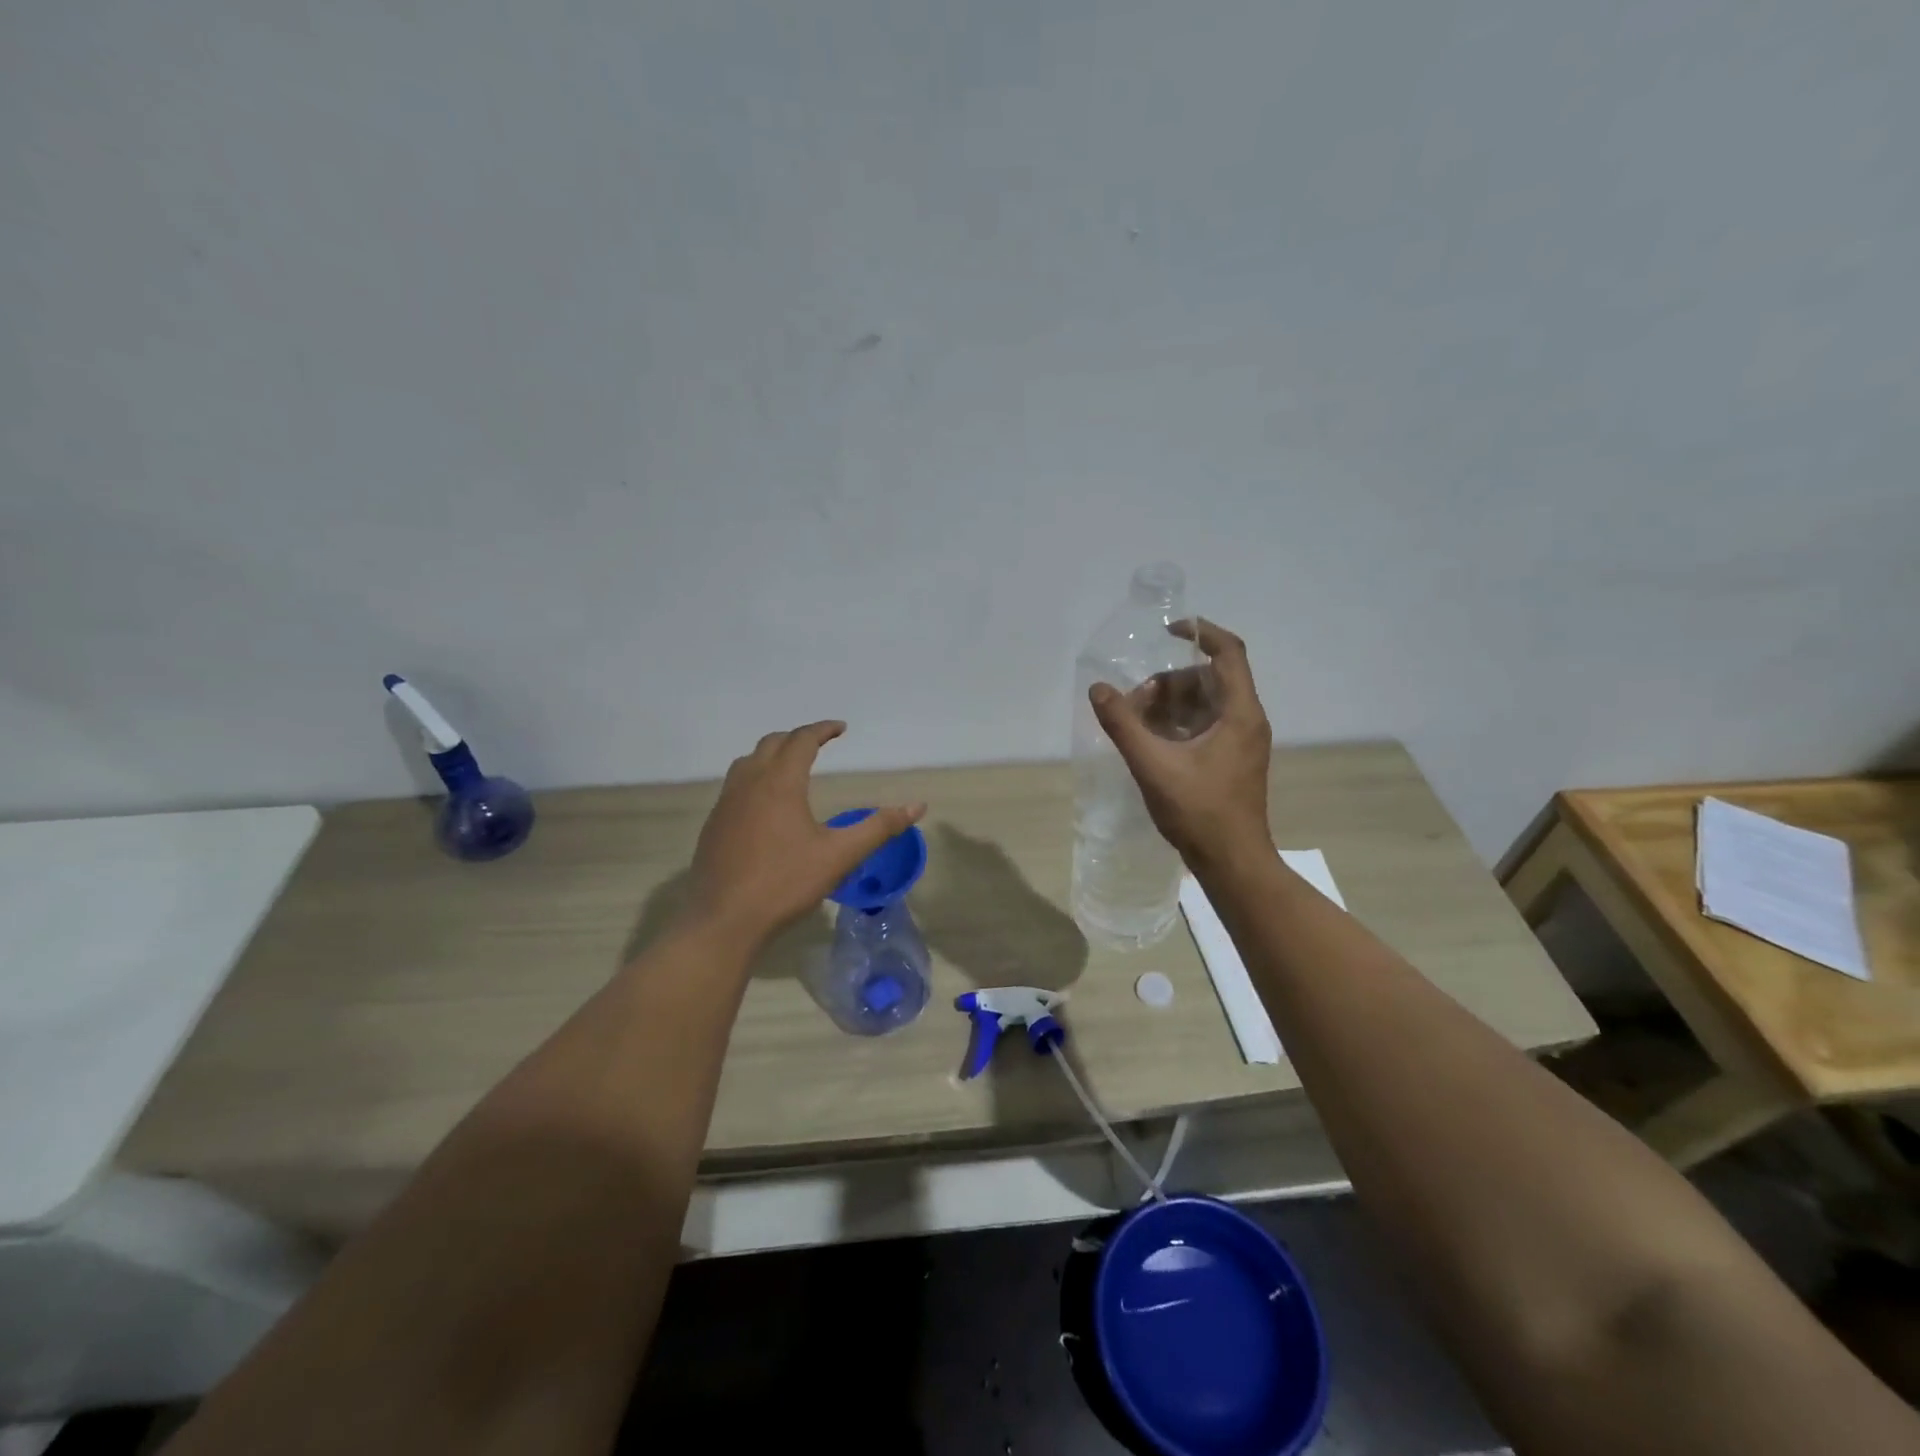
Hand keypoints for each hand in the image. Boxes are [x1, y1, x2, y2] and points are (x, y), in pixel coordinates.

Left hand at [686, 721, 925, 945]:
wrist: (725, 920)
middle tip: (819, 743)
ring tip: (791, 766)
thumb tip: (917, 806)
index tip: (841, 728)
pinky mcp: (713, 825)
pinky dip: (755, 779)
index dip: (822, 730)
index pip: (801, 740)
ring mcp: (725, 804)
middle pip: (771, 744)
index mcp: (780, 784)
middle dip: (797, 738)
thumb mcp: (840, 856)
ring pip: (747, 763)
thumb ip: (879, 828)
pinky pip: (735, 787)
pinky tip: (765, 806)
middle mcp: (748, 784)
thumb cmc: (785, 883)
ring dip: (771, 755)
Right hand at [1089, 619, 1271, 867]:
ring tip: (1137, 726)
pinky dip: (1177, 724)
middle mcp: (1246, 720)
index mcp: (1239, 712)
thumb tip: (1098, 689)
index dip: (1200, 632)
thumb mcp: (1154, 765)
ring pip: (1204, 703)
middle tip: (1136, 704)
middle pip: (1209, 678)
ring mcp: (1241, 742)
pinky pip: (1204, 725)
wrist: (1232, 862)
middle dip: (1169, 682)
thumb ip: (1123, 725)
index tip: (1166, 631)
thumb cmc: (1199, 812)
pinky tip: (1150, 743)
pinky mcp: (1232, 759)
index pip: (1228, 652)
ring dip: (1169, 705)